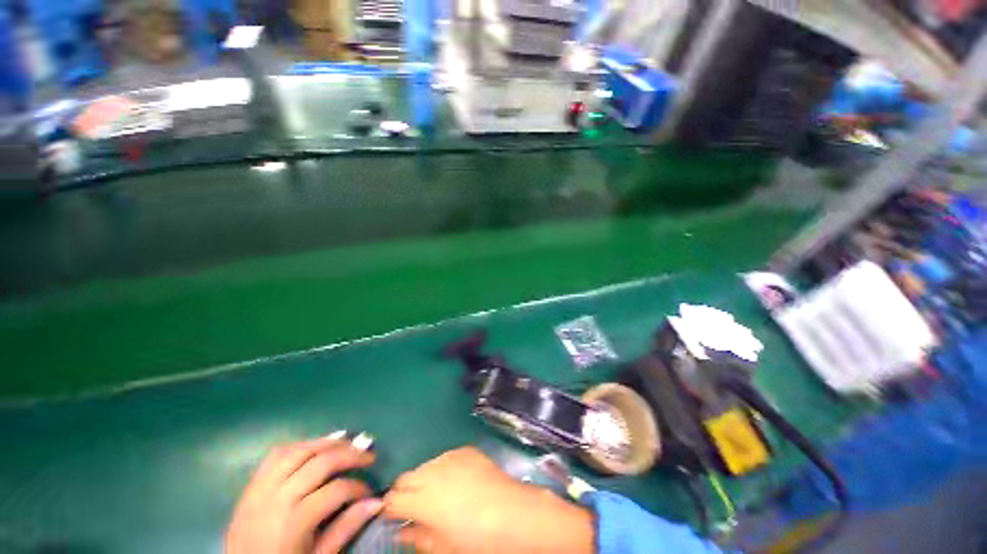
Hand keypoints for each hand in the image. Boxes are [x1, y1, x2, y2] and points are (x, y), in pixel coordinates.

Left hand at [225, 436, 382, 553]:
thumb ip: (346, 528)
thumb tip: (378, 502)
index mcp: (294, 522)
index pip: (337, 490)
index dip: (359, 487)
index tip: (370, 492)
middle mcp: (277, 498)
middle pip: (321, 462)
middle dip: (350, 454)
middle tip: (369, 454)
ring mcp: (260, 490)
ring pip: (298, 451)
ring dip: (326, 442)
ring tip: (346, 441)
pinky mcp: (249, 487)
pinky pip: (274, 456)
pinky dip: (298, 446)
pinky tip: (313, 447)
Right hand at [384, 447, 593, 553]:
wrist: (514, 514)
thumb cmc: (478, 540)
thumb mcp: (443, 547)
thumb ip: (417, 537)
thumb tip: (400, 532)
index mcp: (423, 499)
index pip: (393, 499)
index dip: (389, 509)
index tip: (392, 517)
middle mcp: (433, 472)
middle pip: (406, 478)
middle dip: (404, 491)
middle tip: (413, 507)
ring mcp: (451, 457)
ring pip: (425, 465)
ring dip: (424, 478)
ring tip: (437, 494)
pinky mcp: (466, 450)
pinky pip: (446, 457)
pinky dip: (444, 468)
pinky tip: (456, 481)